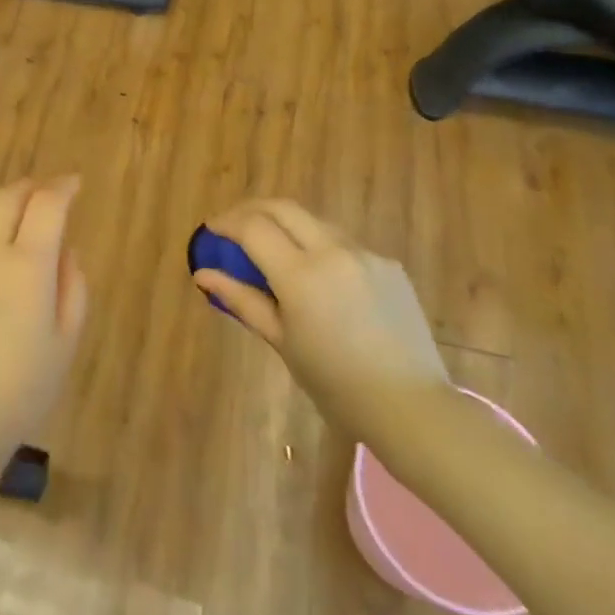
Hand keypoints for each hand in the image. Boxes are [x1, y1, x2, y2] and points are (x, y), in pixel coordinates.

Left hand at [0, 177, 89, 472]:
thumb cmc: (23, 389)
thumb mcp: (66, 341)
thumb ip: (72, 287)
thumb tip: (65, 250)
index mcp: (29, 265)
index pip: (47, 205)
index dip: (63, 187)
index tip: (74, 184)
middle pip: (8, 198)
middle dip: (31, 187)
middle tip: (45, 192)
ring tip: (9, 205)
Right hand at [193, 200, 449, 432]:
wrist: (412, 406)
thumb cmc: (336, 384)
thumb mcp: (282, 342)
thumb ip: (242, 300)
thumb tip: (203, 274)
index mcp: (301, 275)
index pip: (253, 227)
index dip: (227, 222)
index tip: (212, 230)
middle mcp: (333, 251)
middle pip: (283, 208)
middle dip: (252, 209)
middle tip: (234, 226)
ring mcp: (365, 254)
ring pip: (314, 222)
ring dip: (287, 225)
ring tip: (274, 250)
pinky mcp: (388, 264)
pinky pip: (344, 244)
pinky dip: (320, 248)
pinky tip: (320, 277)